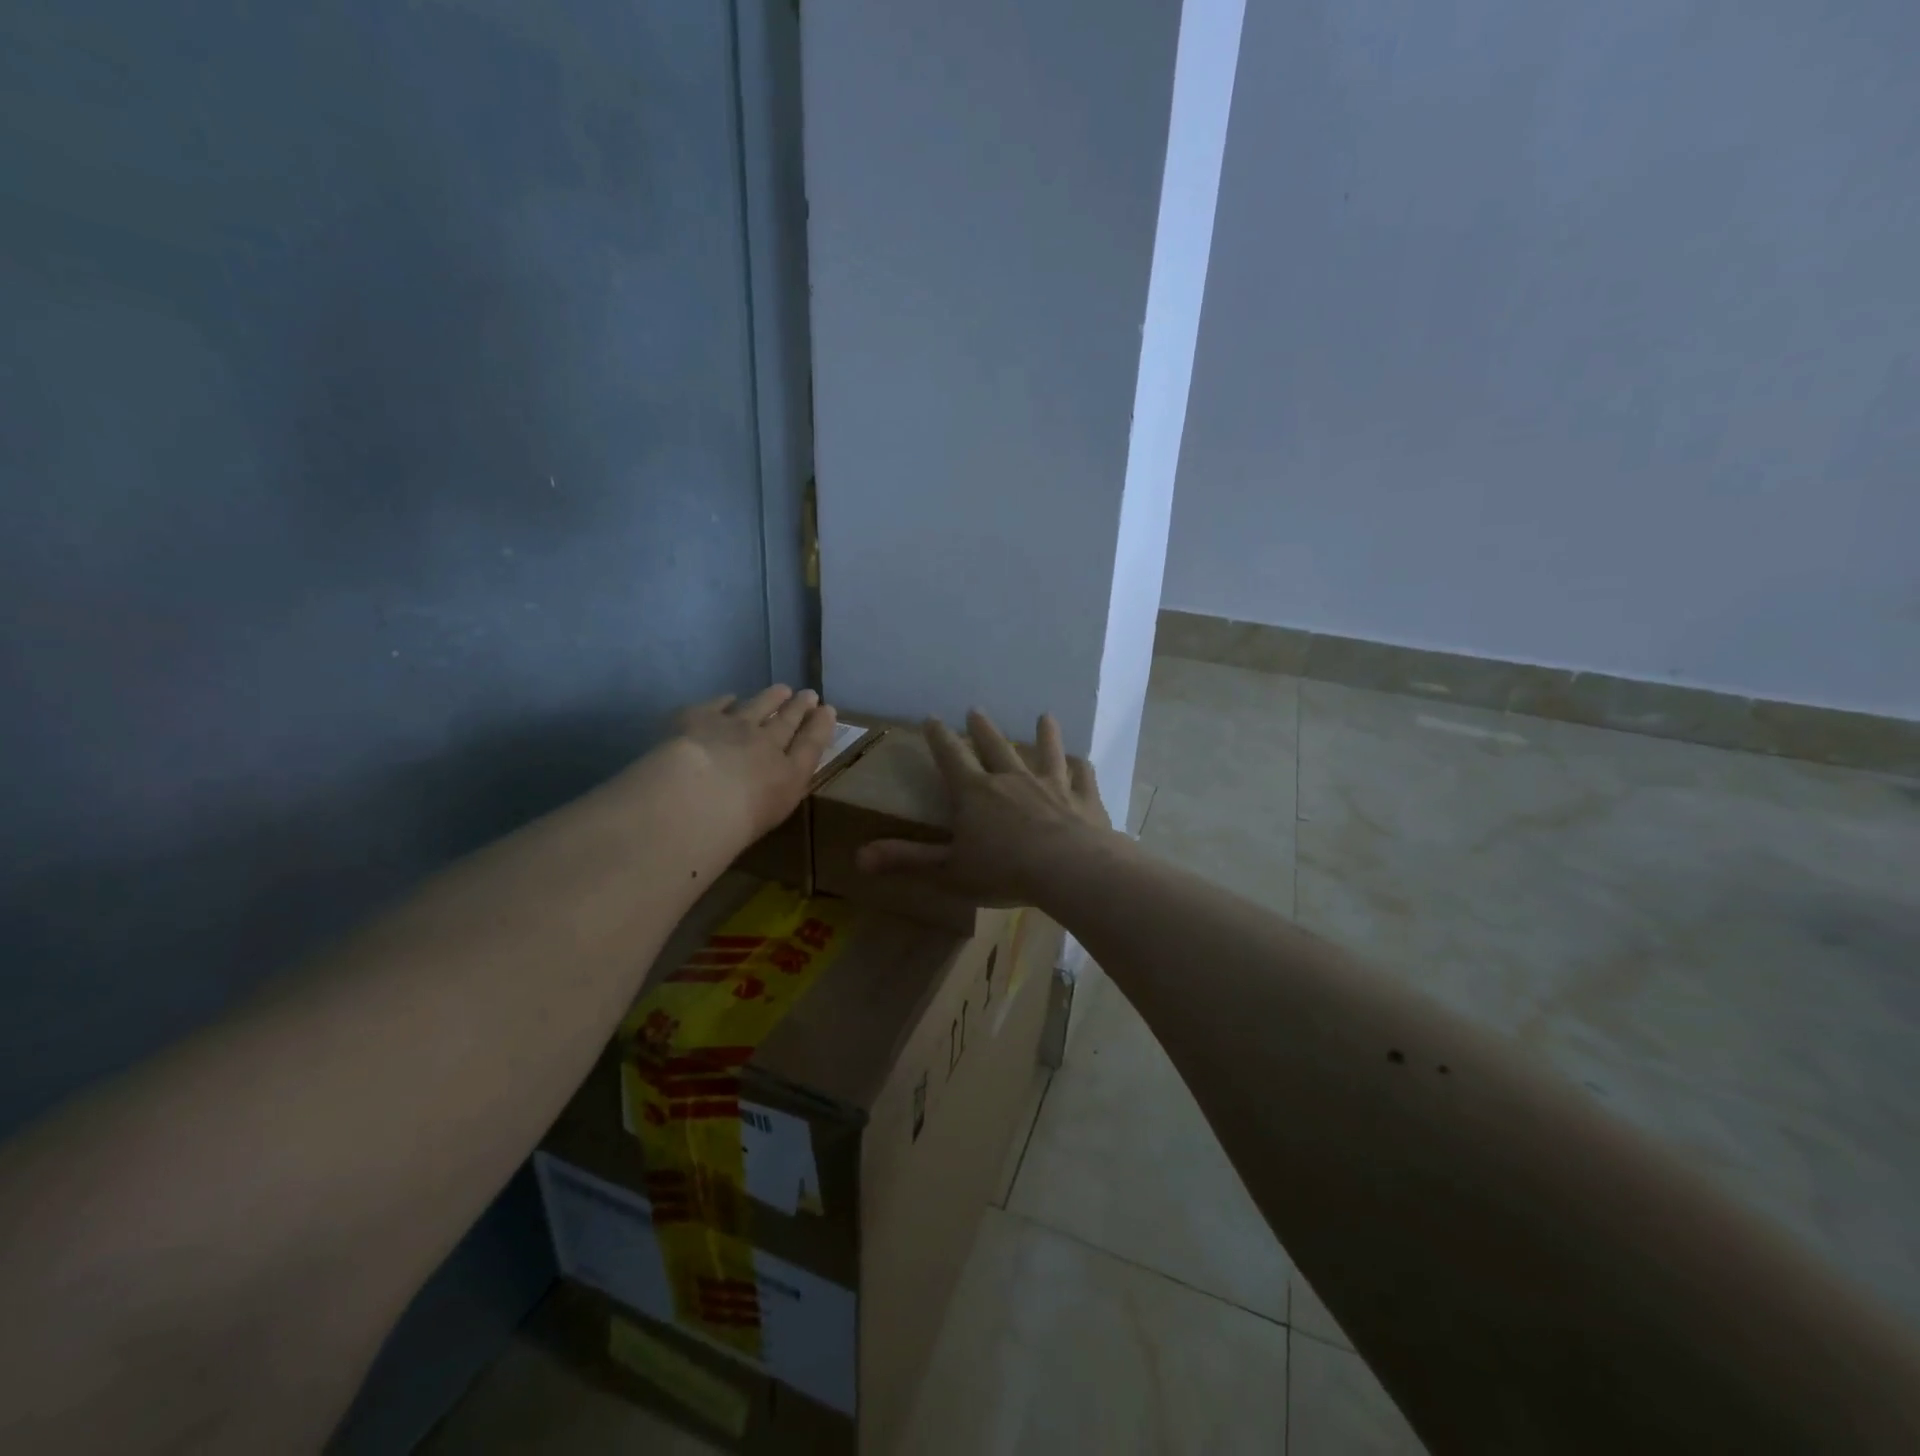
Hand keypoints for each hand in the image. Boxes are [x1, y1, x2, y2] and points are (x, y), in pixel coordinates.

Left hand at [667, 685, 836, 846]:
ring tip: (781, 689)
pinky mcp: (701, 717)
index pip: (811, 744)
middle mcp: (766, 743)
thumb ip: (777, 793)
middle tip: (809, 694)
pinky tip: (730, 698)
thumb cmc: (736, 824)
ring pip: (758, 705)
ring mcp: (734, 726)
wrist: (694, 798)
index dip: (820, 725)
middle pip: (787, 721)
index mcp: (789, 773)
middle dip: (800, 707)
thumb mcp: (771, 815)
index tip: (828, 710)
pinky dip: (727, 701)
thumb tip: (775, 784)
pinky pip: (719, 704)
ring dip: (772, 697)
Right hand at [855, 709, 1114, 904]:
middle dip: (982, 728)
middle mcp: (1011, 779)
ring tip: (1044, 716)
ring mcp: (1051, 785)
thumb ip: (906, 860)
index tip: (932, 718)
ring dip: (1044, 735)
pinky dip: (1080, 768)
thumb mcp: (948, 870)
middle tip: (976, 710)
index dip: (939, 738)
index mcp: (975, 792)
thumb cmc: (1004, 871)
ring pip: (1046, 752)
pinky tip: (1082, 761)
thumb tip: (858, 857)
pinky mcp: (1082, 799)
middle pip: (994, 746)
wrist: (1069, 869)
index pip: (951, 756)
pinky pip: (1082, 777)